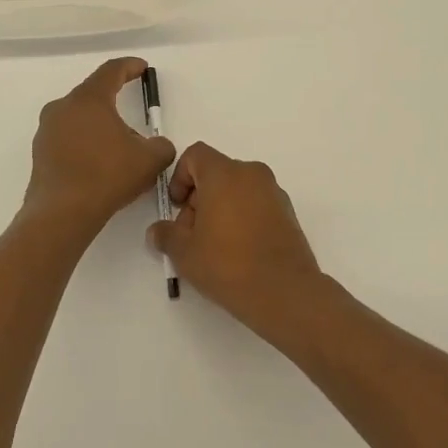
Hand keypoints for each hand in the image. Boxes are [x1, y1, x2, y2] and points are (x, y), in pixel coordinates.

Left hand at [24, 57, 175, 230]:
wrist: (63, 213)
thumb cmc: (108, 175)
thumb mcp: (150, 159)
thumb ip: (161, 145)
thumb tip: (157, 145)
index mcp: (88, 99)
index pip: (111, 71)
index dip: (129, 67)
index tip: (141, 67)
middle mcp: (63, 107)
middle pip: (93, 95)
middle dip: (115, 103)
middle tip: (134, 119)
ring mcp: (46, 130)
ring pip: (79, 118)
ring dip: (99, 126)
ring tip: (118, 149)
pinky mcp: (39, 153)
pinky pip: (67, 139)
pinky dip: (84, 144)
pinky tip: (98, 165)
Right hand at [147, 142, 325, 337]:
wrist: (284, 292)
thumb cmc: (228, 264)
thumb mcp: (184, 253)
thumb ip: (166, 235)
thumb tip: (158, 231)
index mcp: (224, 173)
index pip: (195, 155)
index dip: (179, 177)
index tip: (177, 208)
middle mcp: (251, 173)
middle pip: (216, 173)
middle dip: (199, 198)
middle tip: (192, 234)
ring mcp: (274, 192)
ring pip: (237, 189)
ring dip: (220, 208)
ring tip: (215, 246)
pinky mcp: (288, 212)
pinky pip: (256, 203)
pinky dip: (243, 217)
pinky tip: (238, 251)